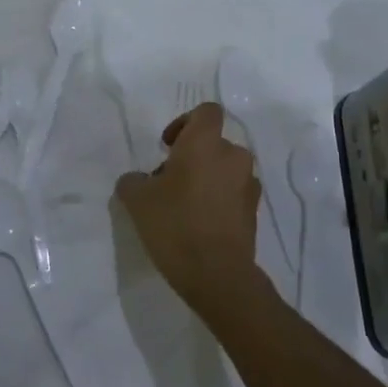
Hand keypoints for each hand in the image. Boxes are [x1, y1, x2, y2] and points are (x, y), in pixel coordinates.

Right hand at [115, 103, 264, 316]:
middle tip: (169, 182)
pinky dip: (219, 199)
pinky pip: (234, 192)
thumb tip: (138, 180)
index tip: (168, 147)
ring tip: (185, 206)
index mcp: (205, 143)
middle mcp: (233, 155)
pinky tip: (201, 223)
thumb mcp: (137, 200)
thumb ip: (133, 181)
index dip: (186, 122)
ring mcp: (248, 183)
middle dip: (193, 157)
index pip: (207, 111)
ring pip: (225, 168)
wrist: (217, 275)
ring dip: (207, 178)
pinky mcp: (254, 210)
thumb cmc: (175, 225)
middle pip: (213, 143)